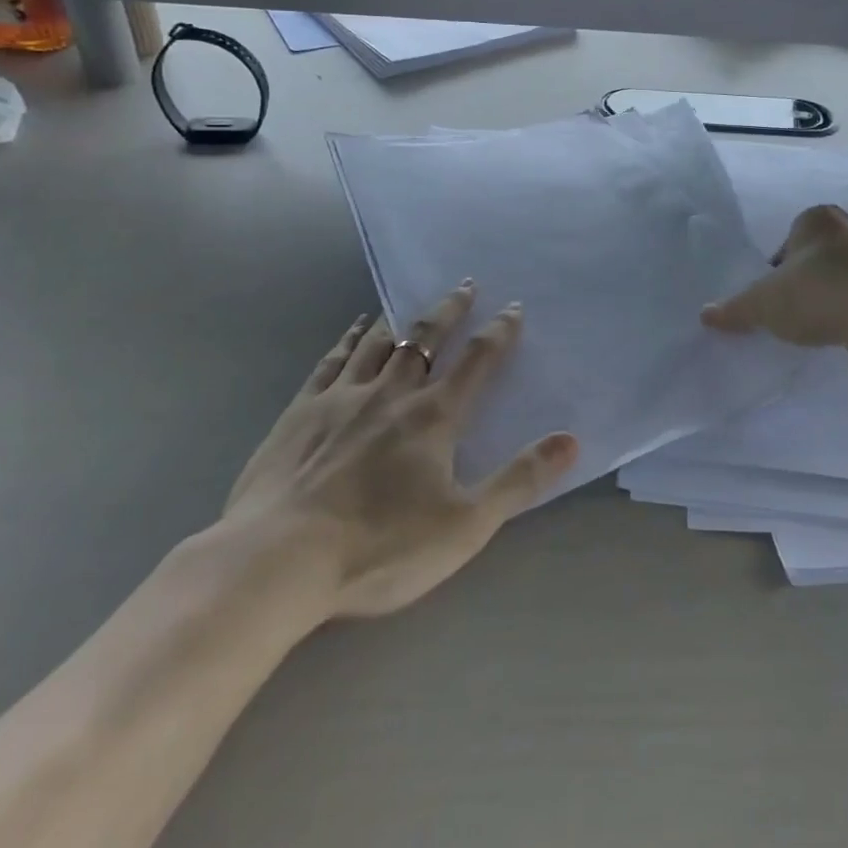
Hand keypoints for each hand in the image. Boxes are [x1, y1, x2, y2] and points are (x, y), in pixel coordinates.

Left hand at [220, 283, 577, 627]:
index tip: (512, 308)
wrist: (277, 561)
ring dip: (402, 318)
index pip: (476, 362)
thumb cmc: (379, 548)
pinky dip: (350, 338)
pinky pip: (333, 360)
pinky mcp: (301, 411)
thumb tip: (570, 439)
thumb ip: (519, 480)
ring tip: (414, 302)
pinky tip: (356, 328)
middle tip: (465, 285)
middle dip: (451, 311)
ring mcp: (342, 397)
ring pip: (380, 343)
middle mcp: (391, 393)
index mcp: (433, 417)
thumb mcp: (465, 525)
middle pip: (427, 339)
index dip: (499, 333)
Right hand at [701, 204, 847, 351]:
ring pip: (842, 276)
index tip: (774, 294)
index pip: (788, 239)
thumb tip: (705, 315)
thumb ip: (735, 309)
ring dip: (831, 296)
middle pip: (816, 256)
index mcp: (815, 219)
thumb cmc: (816, 292)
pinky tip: (843, 331)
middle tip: (792, 308)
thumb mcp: (764, 303)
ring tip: (818, 323)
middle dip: (805, 280)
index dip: (777, 268)